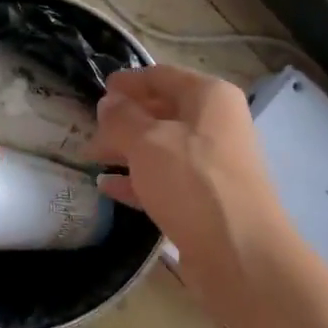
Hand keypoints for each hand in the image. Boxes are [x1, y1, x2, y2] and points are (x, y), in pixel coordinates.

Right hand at [91, 65, 297, 323]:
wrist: (238, 251)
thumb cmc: (192, 182)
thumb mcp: (147, 142)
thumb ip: (121, 118)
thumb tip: (108, 103)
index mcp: (209, 97)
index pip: (163, 76)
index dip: (130, 81)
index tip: (100, 89)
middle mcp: (216, 125)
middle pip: (163, 112)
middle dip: (124, 120)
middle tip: (89, 129)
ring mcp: (213, 164)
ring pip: (162, 148)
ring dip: (127, 150)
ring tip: (91, 157)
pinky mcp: (206, 200)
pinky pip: (165, 180)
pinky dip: (137, 180)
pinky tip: (108, 187)